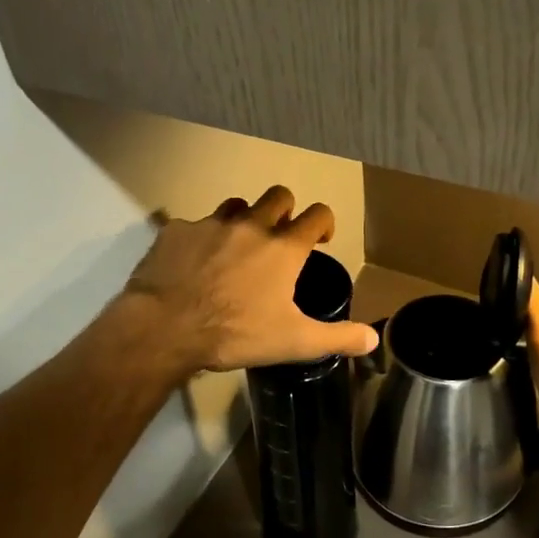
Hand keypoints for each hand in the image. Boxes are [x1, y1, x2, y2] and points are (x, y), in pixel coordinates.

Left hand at [124, 186, 378, 371]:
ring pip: (235, 205)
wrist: (165, 327)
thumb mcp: (294, 342)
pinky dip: (200, 239)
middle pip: (278, 196)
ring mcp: (211, 224)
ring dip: (243, 219)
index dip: (324, 223)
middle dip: (285, 210)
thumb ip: (337, 337)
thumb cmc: (236, 334)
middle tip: (279, 236)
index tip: (321, 238)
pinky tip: (193, 263)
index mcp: (283, 248)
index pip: (317, 215)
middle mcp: (251, 225)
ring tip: (236, 246)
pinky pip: (194, 225)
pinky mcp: (176, 230)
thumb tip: (373, 338)